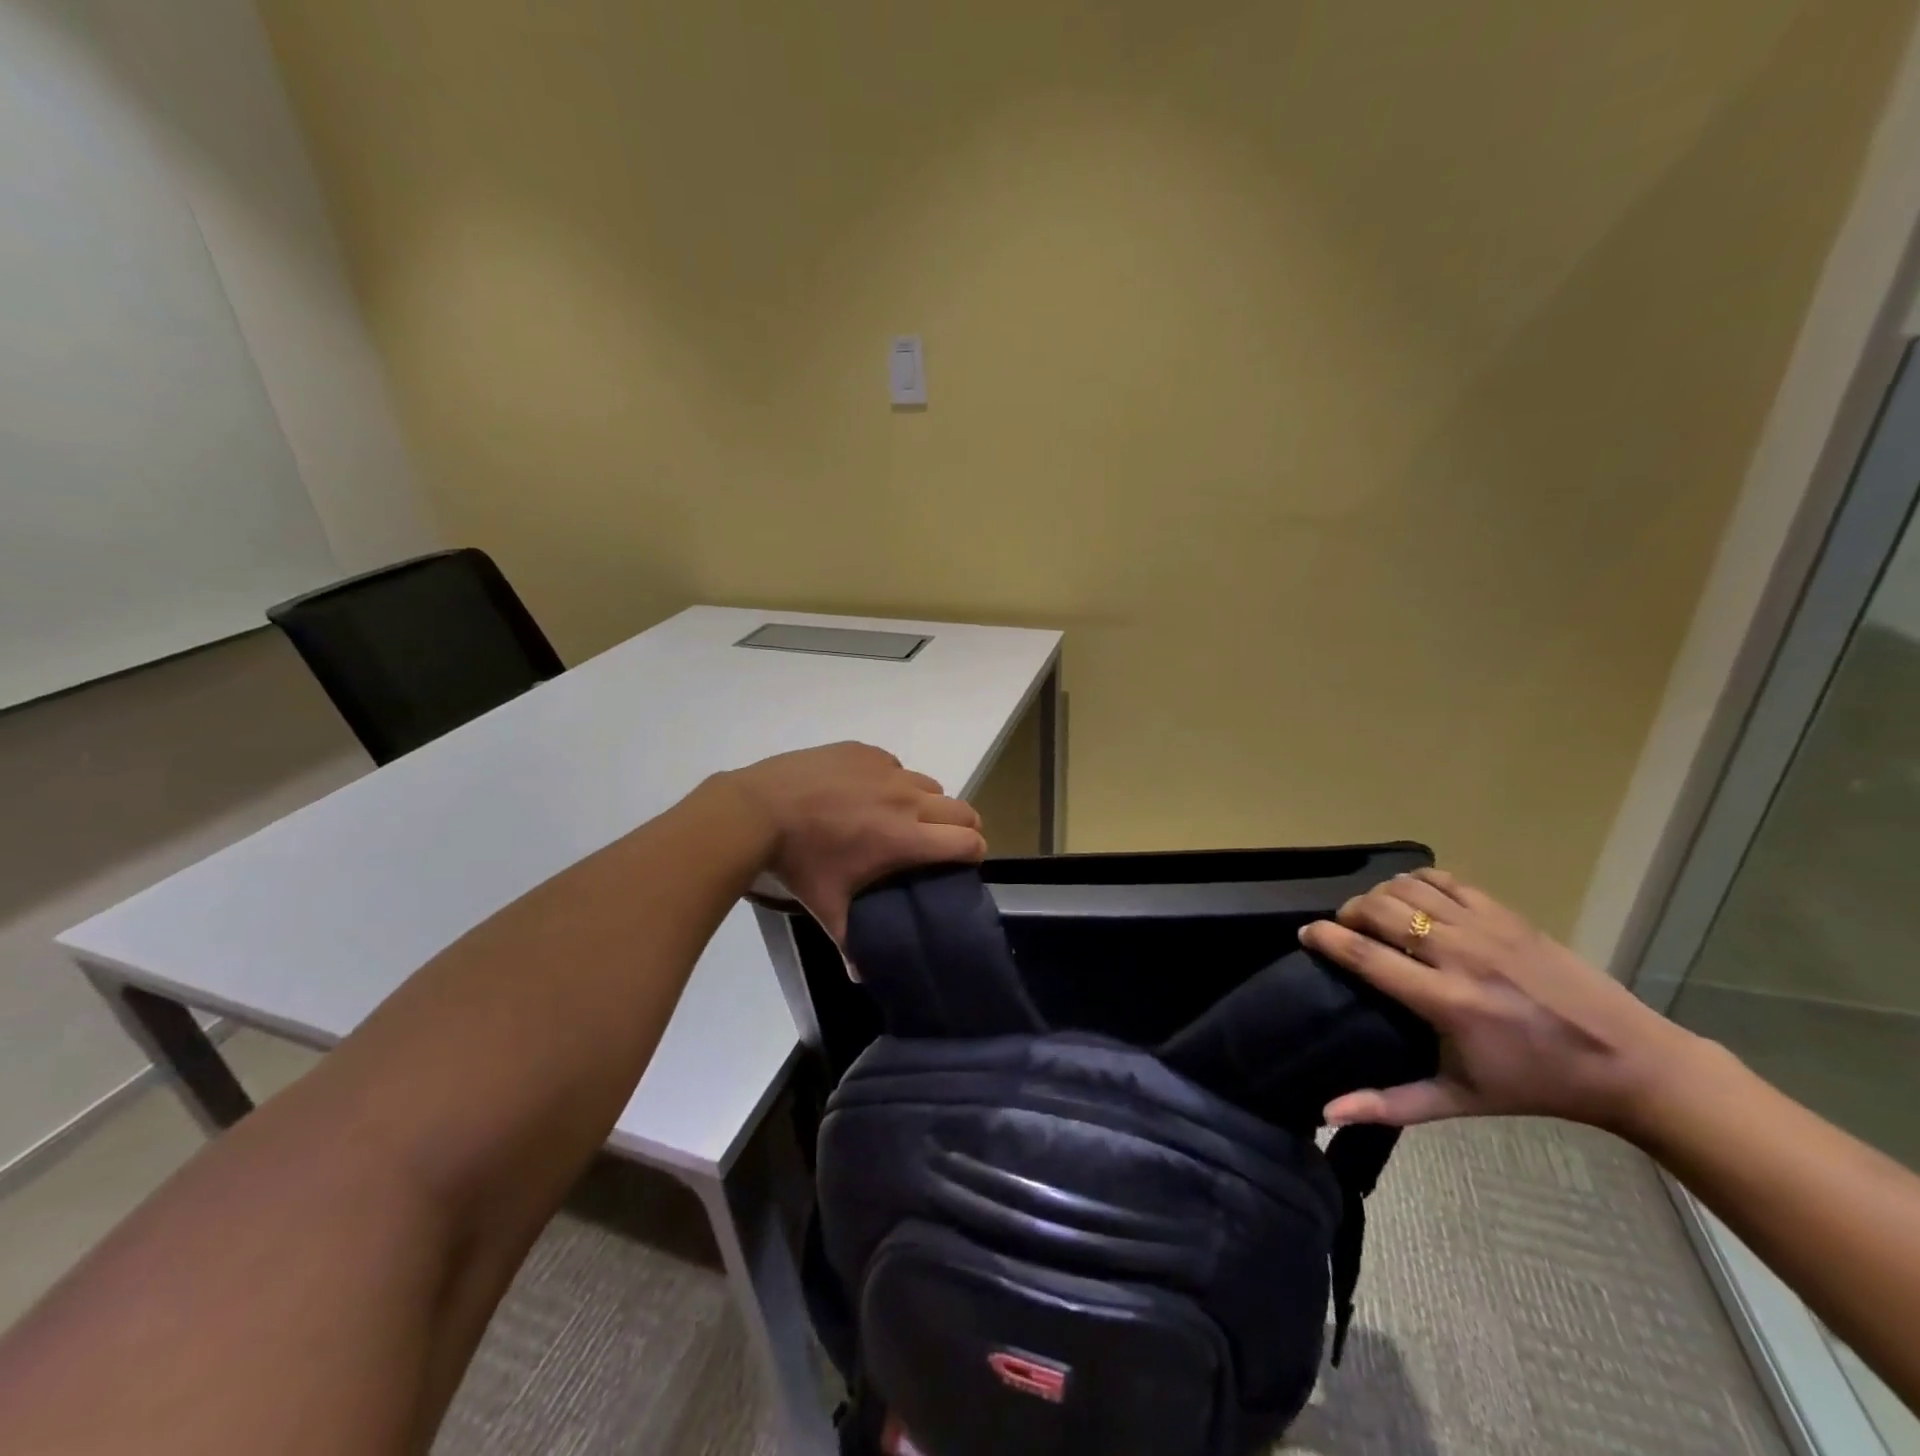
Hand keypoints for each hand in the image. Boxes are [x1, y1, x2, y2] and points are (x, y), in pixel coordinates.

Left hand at [717, 742, 986, 940]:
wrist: (759, 809)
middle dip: (961, 826)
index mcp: (906, 838)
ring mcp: (886, 770)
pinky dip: (891, 780)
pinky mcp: (865, 751)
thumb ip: (850, 942)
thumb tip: (859, 976)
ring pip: (929, 784)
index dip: (973, 851)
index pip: (968, 840)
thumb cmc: (800, 862)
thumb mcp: (827, 906)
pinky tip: (864, 793)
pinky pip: (895, 765)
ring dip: (926, 802)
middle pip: (963, 808)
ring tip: (899, 817)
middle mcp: (907, 799)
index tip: (963, 861)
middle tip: (939, 841)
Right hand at [1298, 868, 1703, 1136]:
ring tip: (1373, 913)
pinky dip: (1416, 881)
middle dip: (1348, 912)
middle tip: (1342, 928)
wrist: (1629, 1061)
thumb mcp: (1462, 1100)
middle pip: (1379, 910)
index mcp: (1447, 1003)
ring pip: (1407, 888)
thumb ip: (1391, 1104)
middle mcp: (1461, 956)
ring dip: (1378, 895)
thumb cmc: (1537, 1084)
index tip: (1305, 934)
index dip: (1324, 937)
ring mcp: (1487, 929)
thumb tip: (1327, 1112)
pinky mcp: (1508, 914)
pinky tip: (1410, 897)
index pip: (1365, 954)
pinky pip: (1445, 879)